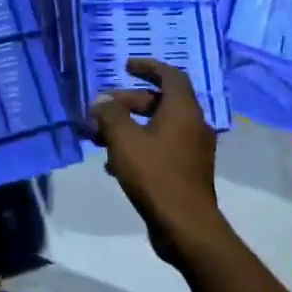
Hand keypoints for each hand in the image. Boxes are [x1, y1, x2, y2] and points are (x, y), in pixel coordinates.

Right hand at [88, 58, 225, 264]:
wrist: (184, 225)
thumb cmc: (155, 174)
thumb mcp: (124, 140)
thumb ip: (110, 115)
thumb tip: (101, 101)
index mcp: (183, 111)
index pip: (171, 76)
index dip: (148, 67)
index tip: (126, 66)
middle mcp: (193, 125)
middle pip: (160, 102)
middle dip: (128, 102)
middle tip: (101, 109)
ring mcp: (192, 150)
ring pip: (157, 127)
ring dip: (128, 126)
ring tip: (98, 137)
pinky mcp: (185, 171)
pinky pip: (160, 147)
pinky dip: (138, 146)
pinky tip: (113, 163)